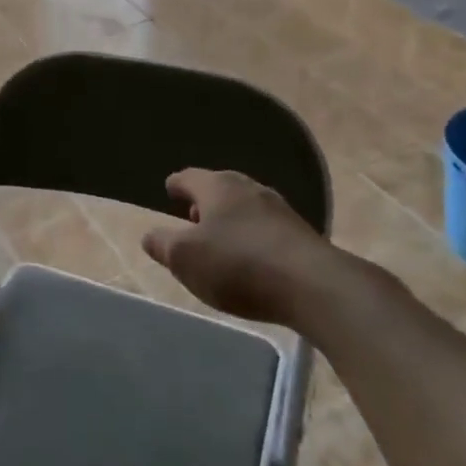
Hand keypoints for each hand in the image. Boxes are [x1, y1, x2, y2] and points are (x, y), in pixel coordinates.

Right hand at [143, 168, 341, 326]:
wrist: (316, 287)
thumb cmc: (239, 265)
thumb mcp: (185, 258)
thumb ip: (162, 245)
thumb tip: (149, 235)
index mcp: (217, 186)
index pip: (188, 177)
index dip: (176, 185)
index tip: (169, 190)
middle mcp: (249, 189)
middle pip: (220, 188)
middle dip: (204, 201)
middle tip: (191, 217)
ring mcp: (280, 210)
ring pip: (245, 207)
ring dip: (230, 220)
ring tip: (219, 240)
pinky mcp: (302, 235)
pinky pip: (266, 228)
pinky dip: (252, 236)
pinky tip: (251, 257)